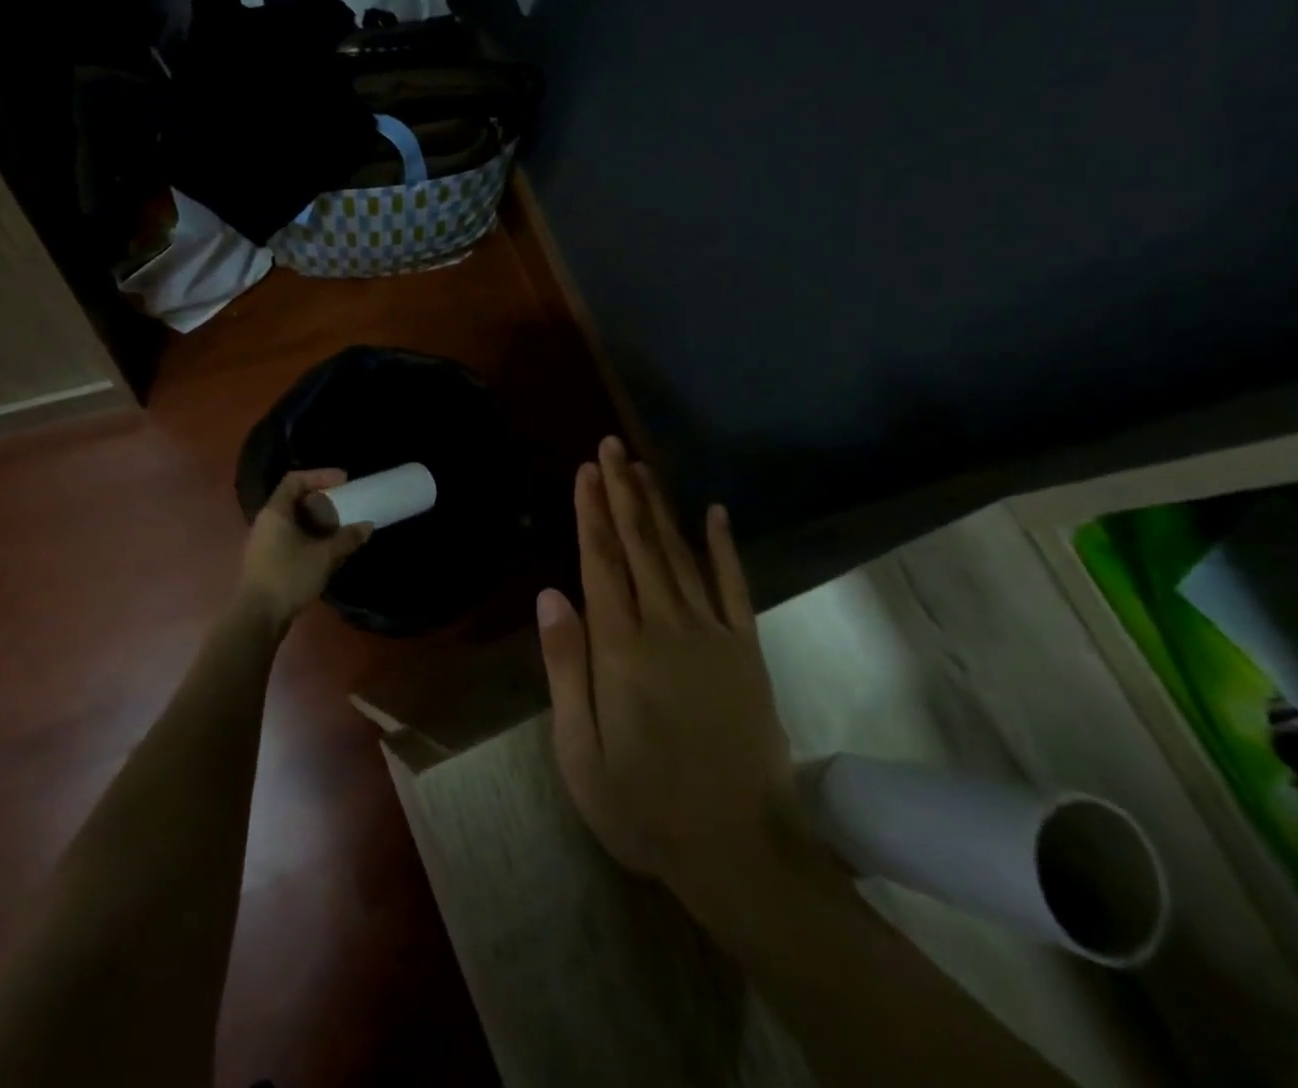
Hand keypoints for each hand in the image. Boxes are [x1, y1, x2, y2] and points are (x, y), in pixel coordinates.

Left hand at [239, 470, 372, 632]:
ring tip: (340, 528)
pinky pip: (290, 537)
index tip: (344, 481)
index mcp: (275, 512)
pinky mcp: (266, 560)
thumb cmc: (289, 577)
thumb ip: (347, 538)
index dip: (320, 475)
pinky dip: (309, 537)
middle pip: (294, 499)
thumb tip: (367, 525)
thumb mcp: (324, 556)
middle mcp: (266, 521)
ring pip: (293, 521)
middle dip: (322, 500)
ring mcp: (263, 541)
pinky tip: (326, 551)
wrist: (257, 617)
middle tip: (345, 505)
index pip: (295, 480)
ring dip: (317, 521)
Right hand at [537, 437, 840, 943]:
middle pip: (639, 545)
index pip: (601, 562)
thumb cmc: (643, 806)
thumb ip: (565, 667)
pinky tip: (715, 513)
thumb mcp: (581, 751)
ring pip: (680, 555)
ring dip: (659, 508)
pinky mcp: (747, 651)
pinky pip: (736, 587)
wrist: (740, 850)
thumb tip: (550, 594)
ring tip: (643, 468)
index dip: (590, 512)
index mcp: (621, 649)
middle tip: (612, 447)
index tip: (585, 471)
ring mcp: (713, 635)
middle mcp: (667, 626)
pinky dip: (724, 547)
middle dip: (622, 492)